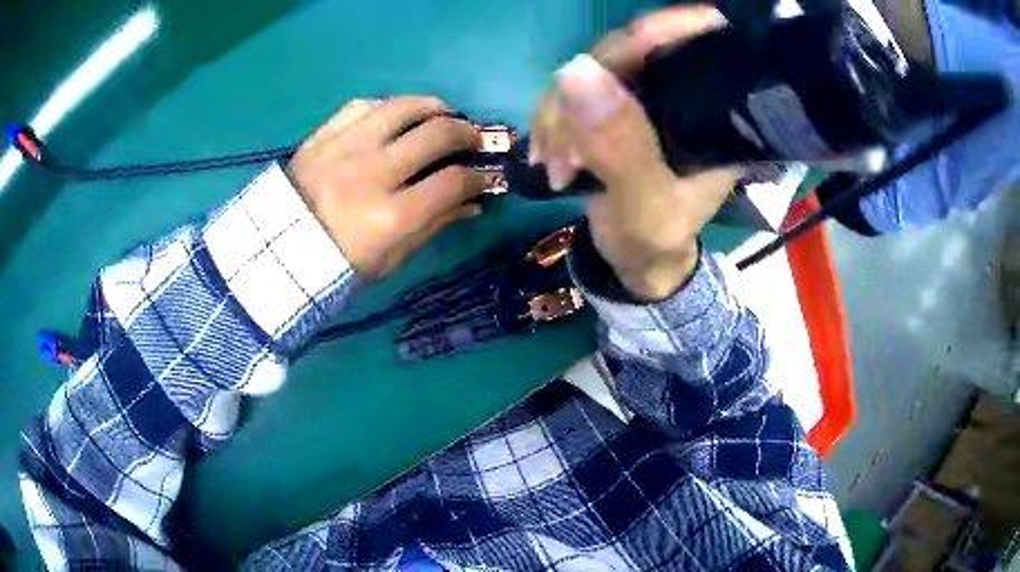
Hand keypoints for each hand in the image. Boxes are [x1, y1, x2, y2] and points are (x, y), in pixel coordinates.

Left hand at [288, 97, 489, 278]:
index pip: (452, 182)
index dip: (480, 176)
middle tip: (473, 139)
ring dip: (433, 106)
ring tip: (443, 115)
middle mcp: (371, 173)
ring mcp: (344, 148)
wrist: (278, 252)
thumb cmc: (338, 265)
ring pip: (403, 106)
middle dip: (467, 133)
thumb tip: (474, 202)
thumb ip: (434, 226)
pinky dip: (387, 107)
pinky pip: (364, 105)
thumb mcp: (390, 259)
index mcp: (389, 216)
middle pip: (436, 133)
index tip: (487, 176)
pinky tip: (396, 116)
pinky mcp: (323, 135)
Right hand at [530, 6, 741, 300]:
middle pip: (632, 49)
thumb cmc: (654, 242)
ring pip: (592, 67)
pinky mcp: (614, 105)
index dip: (669, 29)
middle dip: (587, 90)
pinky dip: (552, 119)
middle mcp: (683, 95)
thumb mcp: (646, 208)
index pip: (704, 45)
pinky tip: (549, 155)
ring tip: (556, 166)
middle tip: (566, 152)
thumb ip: (622, 148)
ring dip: (559, 113)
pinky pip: (572, 88)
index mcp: (715, 117)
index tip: (629, 45)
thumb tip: (577, 71)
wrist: (635, 260)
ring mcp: (644, 96)